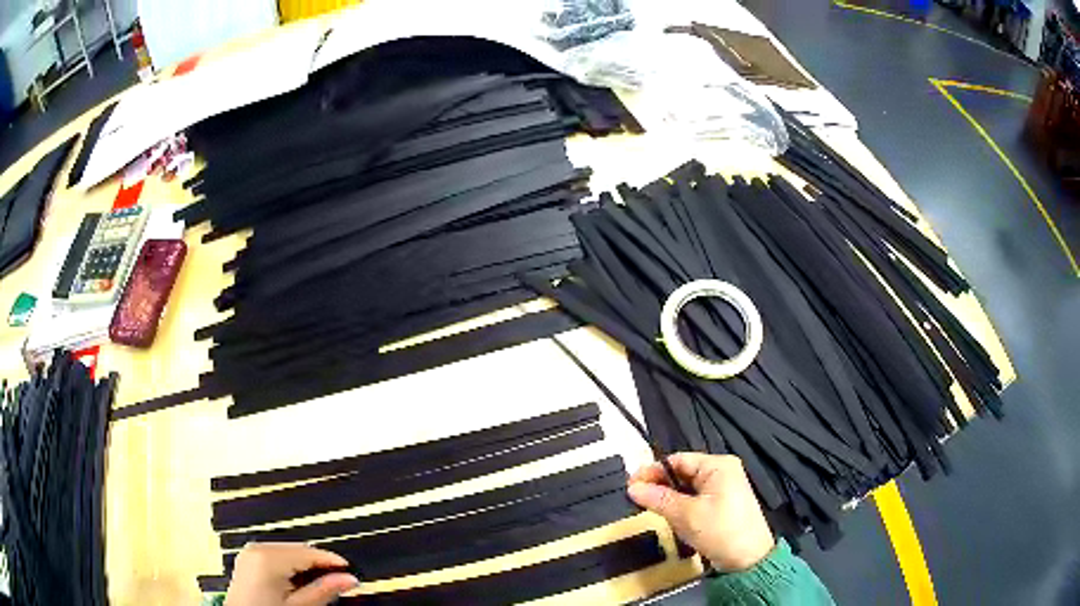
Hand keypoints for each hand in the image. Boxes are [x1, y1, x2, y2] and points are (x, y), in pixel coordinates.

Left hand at [225, 543, 359, 605]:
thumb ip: (324, 590)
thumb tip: (349, 579)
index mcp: (268, 557)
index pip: (309, 552)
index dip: (332, 562)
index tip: (350, 571)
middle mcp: (257, 548)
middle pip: (298, 550)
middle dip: (319, 565)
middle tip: (339, 581)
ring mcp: (250, 552)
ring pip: (288, 552)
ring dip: (305, 566)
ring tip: (320, 585)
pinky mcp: (248, 559)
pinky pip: (276, 556)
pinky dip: (291, 567)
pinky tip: (299, 583)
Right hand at [628, 453, 774, 571]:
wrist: (748, 559)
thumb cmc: (720, 530)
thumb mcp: (686, 515)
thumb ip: (658, 499)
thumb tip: (632, 488)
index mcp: (718, 465)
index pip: (678, 460)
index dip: (653, 471)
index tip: (629, 485)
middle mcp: (723, 471)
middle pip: (683, 472)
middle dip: (660, 485)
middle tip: (636, 499)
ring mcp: (725, 488)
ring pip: (688, 488)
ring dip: (669, 497)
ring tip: (649, 509)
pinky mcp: (723, 505)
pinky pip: (696, 499)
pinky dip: (681, 506)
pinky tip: (670, 517)